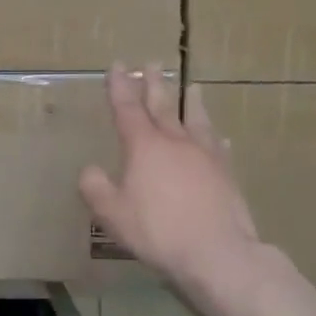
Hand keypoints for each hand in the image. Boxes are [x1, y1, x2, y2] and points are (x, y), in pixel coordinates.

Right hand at [79, 62, 280, 312]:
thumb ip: (95, 187)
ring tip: (193, 85)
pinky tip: (219, 138)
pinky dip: (214, 138)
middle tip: (152, 63)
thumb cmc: (157, 230)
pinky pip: (218, 148)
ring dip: (191, 101)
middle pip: (162, 106)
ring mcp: (204, 156)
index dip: (120, 87)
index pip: (127, 108)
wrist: (217, 252)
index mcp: (143, 146)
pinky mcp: (226, 174)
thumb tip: (90, 170)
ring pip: (196, 120)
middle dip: (154, 84)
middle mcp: (174, 142)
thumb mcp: (111, 212)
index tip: (117, 66)